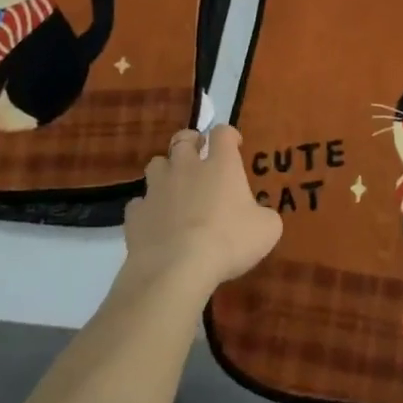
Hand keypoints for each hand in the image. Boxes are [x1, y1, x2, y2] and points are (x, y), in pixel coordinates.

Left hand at [122, 125, 281, 296]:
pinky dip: (148, 208)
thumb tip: (260, 216)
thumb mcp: (266, 230)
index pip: (223, 133)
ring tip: (174, 186)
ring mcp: (157, 189)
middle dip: (190, 141)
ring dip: (166, 171)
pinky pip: (140, 202)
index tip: (234, 143)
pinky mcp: (136, 213)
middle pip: (182, 139)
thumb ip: (264, 216)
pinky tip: (155, 221)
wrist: (176, 269)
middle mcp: (186, 167)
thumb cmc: (228, 242)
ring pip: (156, 164)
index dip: (228, 134)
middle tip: (198, 153)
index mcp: (221, 165)